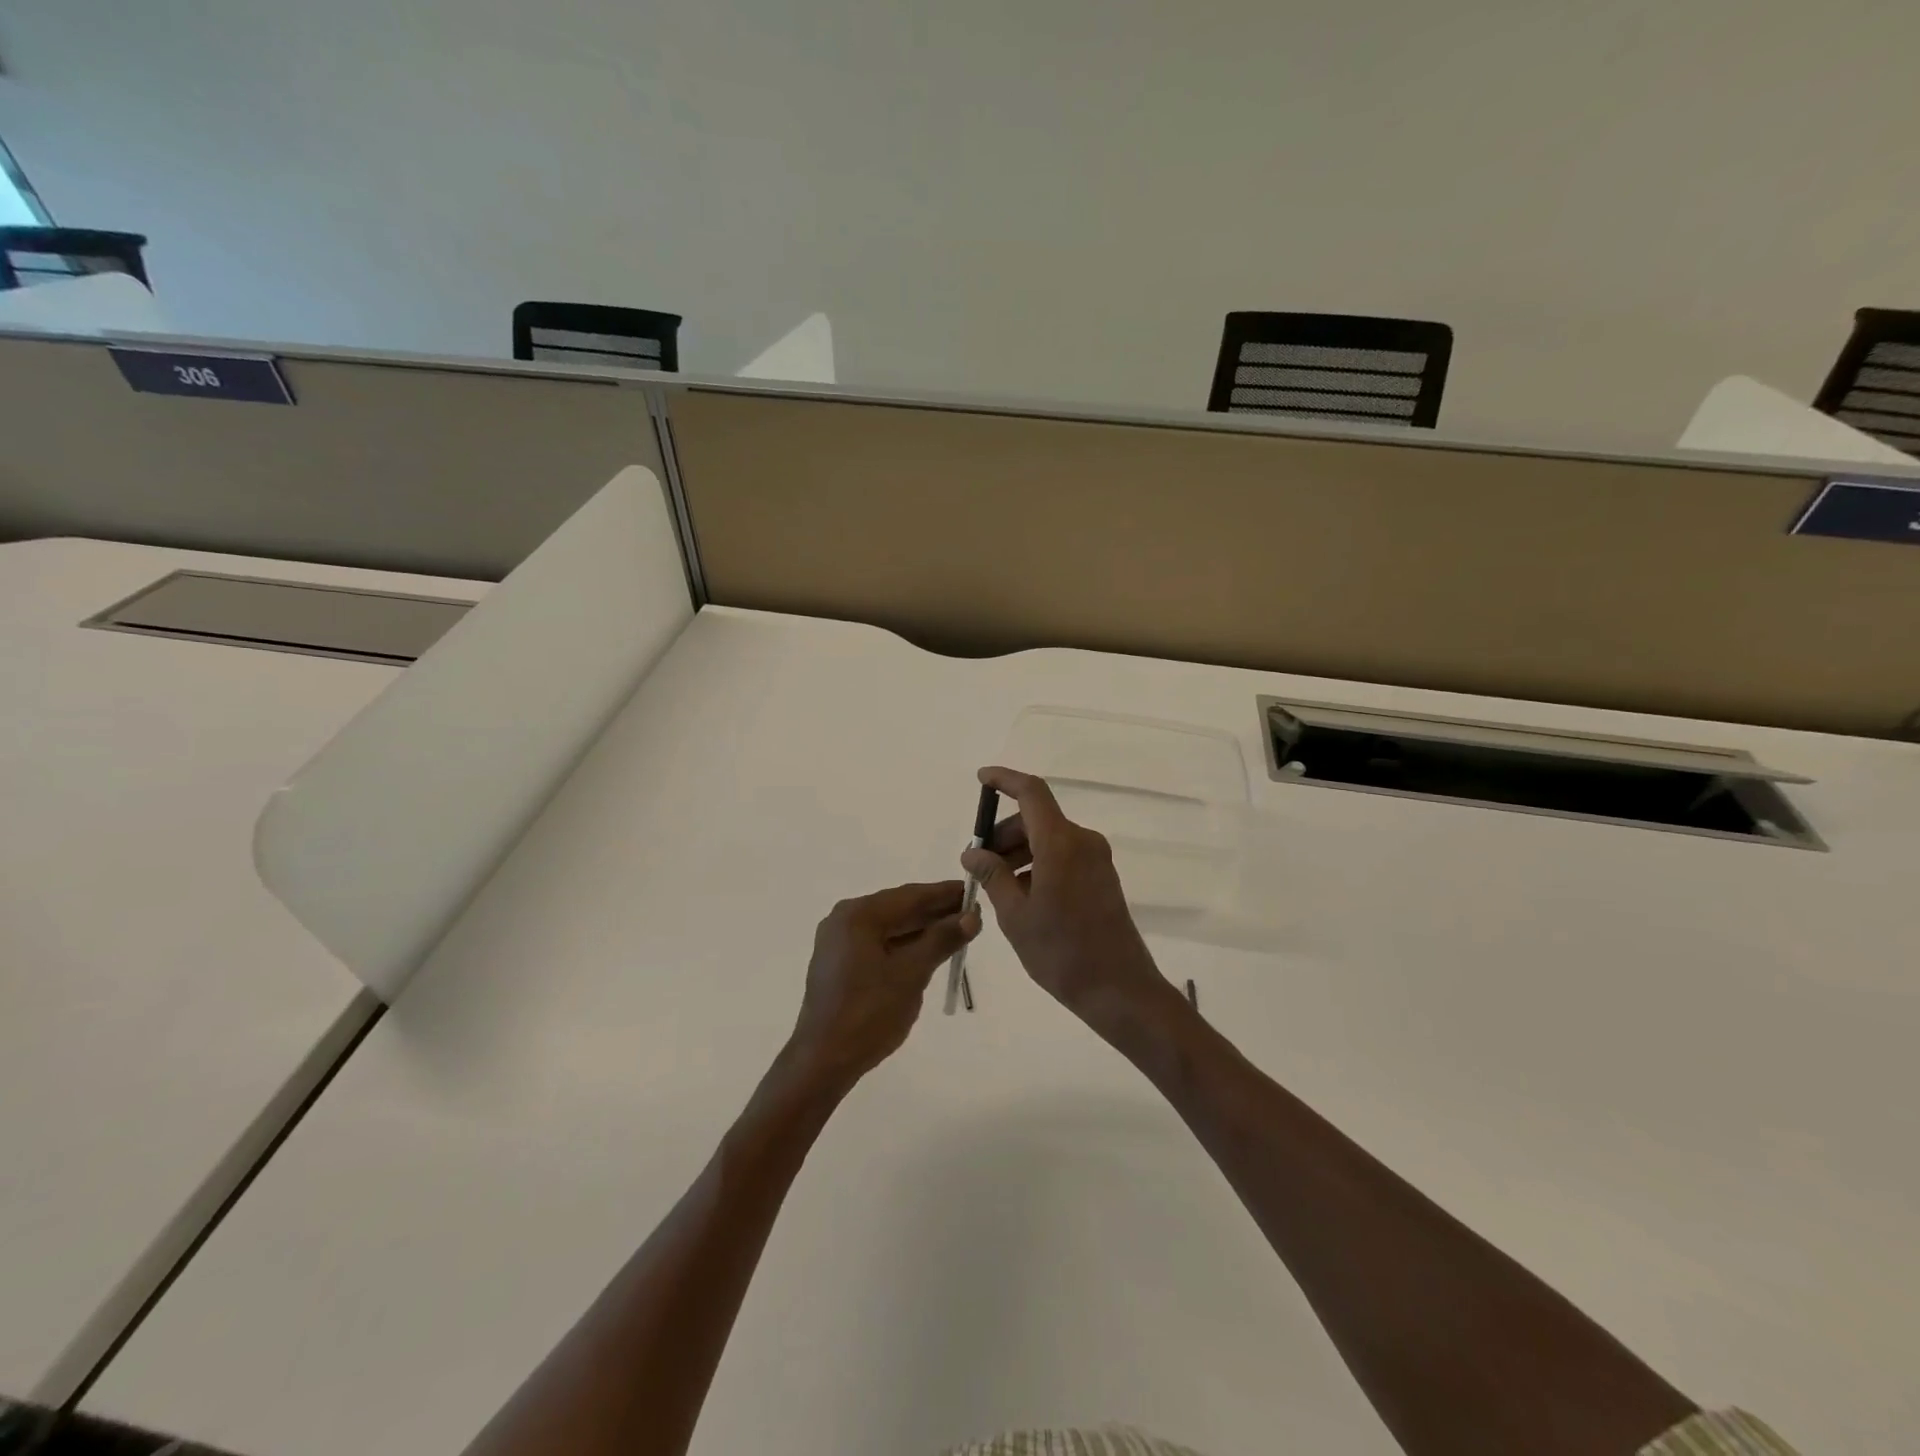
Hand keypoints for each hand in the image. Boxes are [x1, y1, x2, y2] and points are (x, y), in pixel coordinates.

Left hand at [785, 881, 979, 1092]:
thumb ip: (942, 939)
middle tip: (971, 913)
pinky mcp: (840, 963)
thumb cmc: (869, 1013)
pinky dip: (904, 945)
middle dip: (935, 911)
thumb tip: (972, 915)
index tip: (973, 890)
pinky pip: (879, 943)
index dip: (944, 894)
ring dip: (922, 929)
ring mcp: (839, 942)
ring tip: (957, 930)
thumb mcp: (912, 974)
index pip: (910, 896)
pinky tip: (929, 950)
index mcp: (858, 915)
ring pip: (889, 927)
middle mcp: (844, 920)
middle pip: (898, 908)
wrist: (823, 1061)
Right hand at [960, 766, 1175, 1027]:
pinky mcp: (1102, 877)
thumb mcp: (1016, 915)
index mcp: (1061, 844)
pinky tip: (1021, 895)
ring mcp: (1096, 859)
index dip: (1005, 780)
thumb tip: (973, 852)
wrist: (1119, 990)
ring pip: (1049, 838)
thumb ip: (993, 875)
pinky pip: (1063, 855)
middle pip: (1036, 819)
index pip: (1031, 792)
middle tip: (978, 864)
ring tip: (996, 885)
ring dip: (1019, 851)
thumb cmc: (1061, 952)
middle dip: (1004, 833)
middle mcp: (1082, 842)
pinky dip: (1038, 863)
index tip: (981, 778)